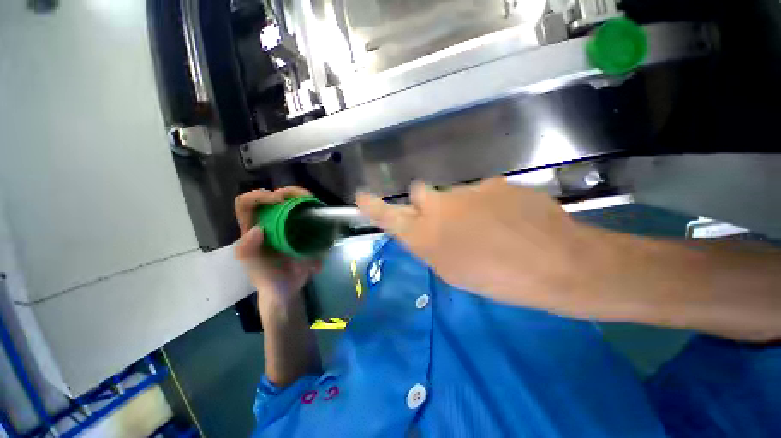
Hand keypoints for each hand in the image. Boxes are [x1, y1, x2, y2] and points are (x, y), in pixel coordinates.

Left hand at [234, 188, 320, 304]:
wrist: (288, 289)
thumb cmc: (269, 279)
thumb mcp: (255, 268)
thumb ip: (249, 252)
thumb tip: (257, 229)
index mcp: (251, 230)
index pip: (246, 204)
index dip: (258, 196)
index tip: (278, 201)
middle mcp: (267, 224)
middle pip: (271, 197)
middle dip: (286, 192)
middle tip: (302, 197)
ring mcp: (284, 226)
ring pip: (289, 202)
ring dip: (299, 195)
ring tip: (311, 199)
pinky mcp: (299, 229)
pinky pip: (303, 212)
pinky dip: (310, 206)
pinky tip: (317, 209)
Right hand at [356, 178, 603, 316]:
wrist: (556, 264)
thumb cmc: (498, 280)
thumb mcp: (453, 271)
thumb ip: (431, 245)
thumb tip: (427, 230)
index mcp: (427, 235)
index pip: (390, 216)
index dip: (374, 207)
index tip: (362, 196)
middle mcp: (440, 206)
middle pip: (420, 191)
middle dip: (426, 202)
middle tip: (447, 219)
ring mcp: (469, 190)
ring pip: (455, 194)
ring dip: (463, 207)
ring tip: (490, 227)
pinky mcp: (495, 182)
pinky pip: (482, 192)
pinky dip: (489, 203)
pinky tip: (509, 219)